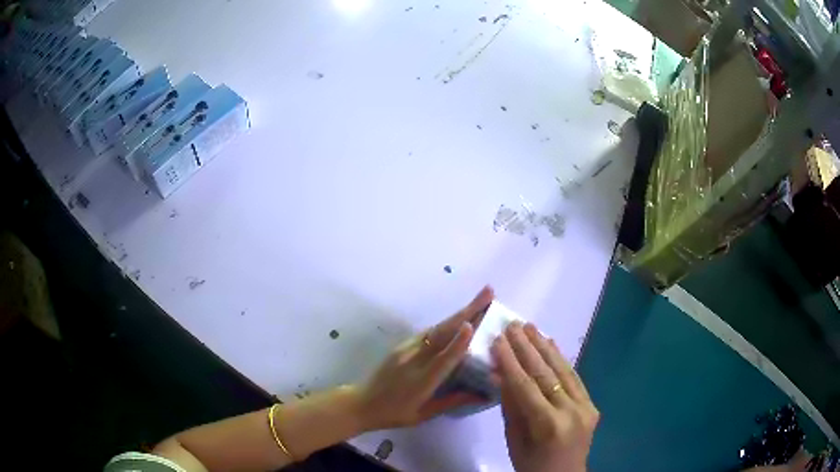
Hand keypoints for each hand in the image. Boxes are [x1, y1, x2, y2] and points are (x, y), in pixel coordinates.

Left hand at [353, 286, 493, 430]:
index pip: (442, 359)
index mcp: (420, 382)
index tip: (471, 325)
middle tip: (488, 292)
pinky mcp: (402, 345)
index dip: (457, 343)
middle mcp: (413, 360)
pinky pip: (428, 332)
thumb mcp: (424, 414)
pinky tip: (460, 318)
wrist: (362, 403)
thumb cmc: (395, 413)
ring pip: (437, 328)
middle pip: (442, 333)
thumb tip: (483, 395)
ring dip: (459, 313)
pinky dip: (447, 323)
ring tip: (480, 300)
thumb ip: (453, 401)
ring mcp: (405, 349)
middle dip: (467, 311)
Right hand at [492, 322, 598, 471]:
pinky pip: (575, 379)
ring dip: (545, 346)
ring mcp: (586, 407)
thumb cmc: (531, 466)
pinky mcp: (592, 405)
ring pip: (563, 371)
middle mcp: (571, 411)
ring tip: (530, 327)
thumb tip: (499, 374)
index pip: (525, 386)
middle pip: (545, 374)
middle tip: (513, 325)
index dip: (510, 361)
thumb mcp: (513, 441)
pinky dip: (562, 360)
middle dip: (527, 347)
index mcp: (548, 425)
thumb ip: (510, 407)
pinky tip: (552, 344)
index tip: (498, 339)